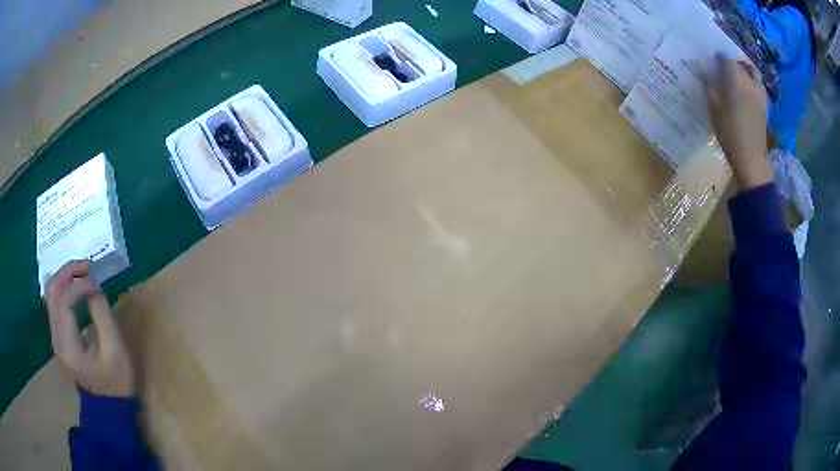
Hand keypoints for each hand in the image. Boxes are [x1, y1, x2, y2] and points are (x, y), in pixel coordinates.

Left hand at [45, 260, 134, 397]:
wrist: (108, 406)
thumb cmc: (115, 382)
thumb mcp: (114, 350)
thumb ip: (102, 315)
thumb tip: (95, 287)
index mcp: (67, 345)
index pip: (64, 300)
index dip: (79, 284)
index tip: (98, 282)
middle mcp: (56, 337)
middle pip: (52, 291)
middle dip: (68, 272)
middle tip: (88, 266)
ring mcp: (55, 336)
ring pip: (51, 293)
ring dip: (66, 277)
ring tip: (84, 273)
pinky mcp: (59, 335)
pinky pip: (56, 303)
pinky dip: (66, 288)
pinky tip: (79, 287)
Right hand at [705, 54, 771, 190]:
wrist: (750, 158)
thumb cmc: (729, 133)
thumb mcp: (713, 109)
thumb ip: (709, 86)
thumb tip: (705, 71)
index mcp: (735, 80)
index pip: (727, 58)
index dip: (719, 57)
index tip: (713, 61)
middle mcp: (749, 82)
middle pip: (740, 64)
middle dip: (731, 63)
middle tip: (724, 68)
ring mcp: (759, 93)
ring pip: (753, 71)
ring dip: (745, 69)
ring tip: (739, 74)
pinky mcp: (765, 104)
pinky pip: (759, 84)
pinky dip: (753, 81)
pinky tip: (748, 88)